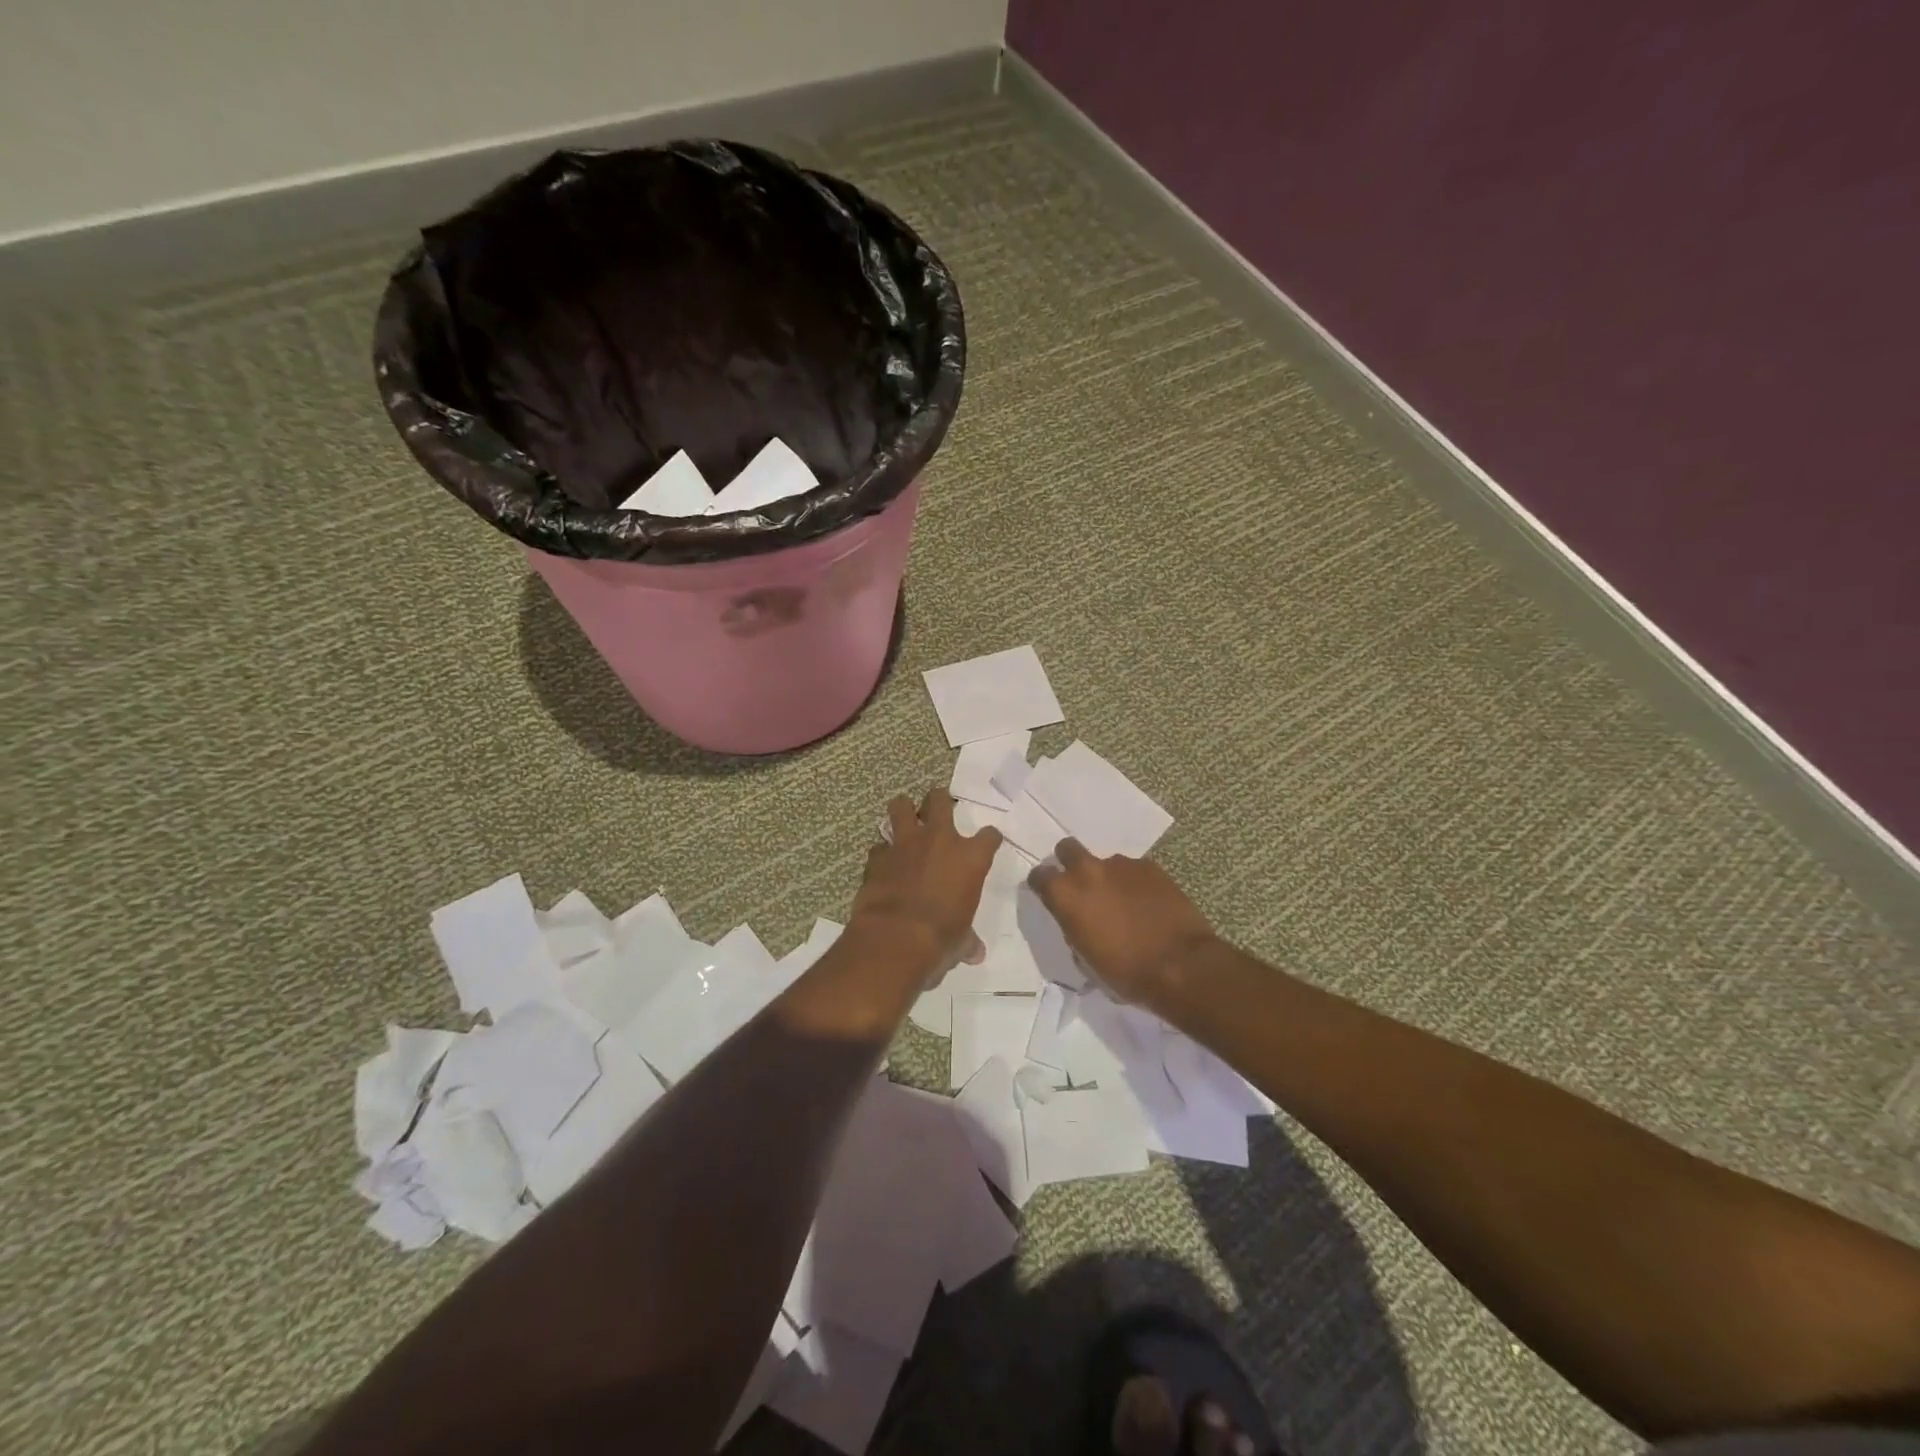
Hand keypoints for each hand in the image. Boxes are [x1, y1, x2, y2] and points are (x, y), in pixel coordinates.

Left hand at [849, 787, 1000, 981]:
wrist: (895, 939)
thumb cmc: (941, 939)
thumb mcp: (961, 941)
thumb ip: (968, 940)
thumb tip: (975, 953)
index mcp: (970, 858)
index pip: (990, 835)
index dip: (989, 839)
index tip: (987, 843)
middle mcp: (939, 841)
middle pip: (940, 800)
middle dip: (938, 801)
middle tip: (937, 810)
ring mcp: (905, 844)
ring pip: (901, 806)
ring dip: (903, 811)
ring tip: (904, 819)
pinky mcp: (877, 857)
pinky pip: (879, 845)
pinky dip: (882, 852)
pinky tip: (883, 862)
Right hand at [1028, 840, 1218, 1005]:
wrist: (1180, 965)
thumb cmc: (1125, 972)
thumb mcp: (1085, 958)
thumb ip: (1074, 927)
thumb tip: (1080, 919)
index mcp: (1065, 895)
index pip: (1039, 875)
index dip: (1043, 884)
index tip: (1050, 895)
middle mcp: (1088, 871)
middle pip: (1067, 848)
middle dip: (1069, 861)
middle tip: (1082, 885)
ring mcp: (1121, 865)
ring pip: (1105, 862)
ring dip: (1108, 877)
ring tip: (1124, 902)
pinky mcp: (1150, 866)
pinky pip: (1133, 870)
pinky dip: (1134, 883)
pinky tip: (1147, 904)